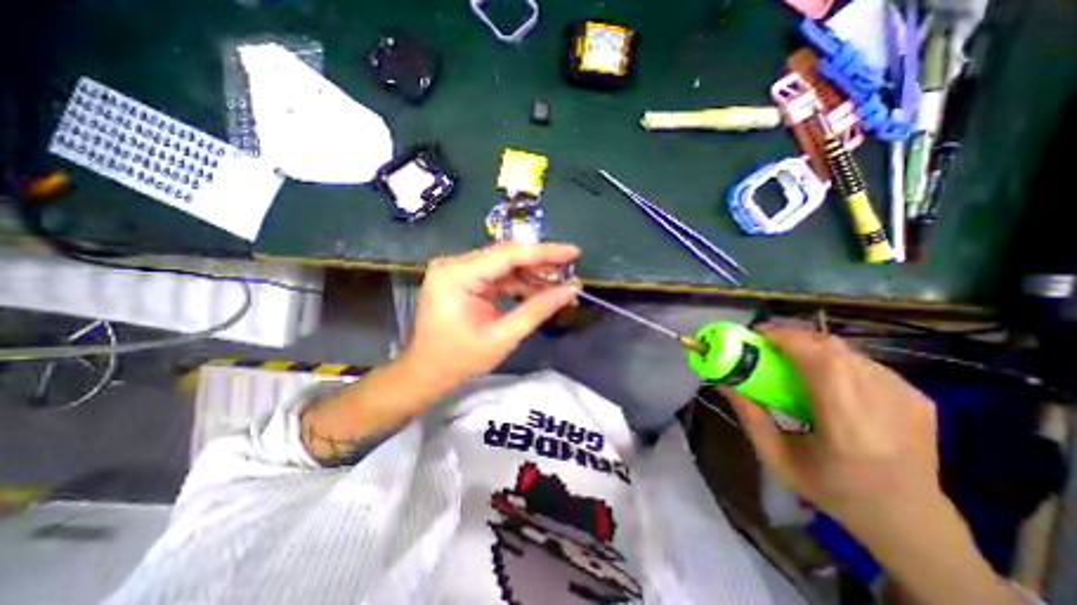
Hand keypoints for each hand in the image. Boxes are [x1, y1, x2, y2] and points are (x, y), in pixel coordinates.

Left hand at [400, 242, 580, 386]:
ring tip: (561, 286)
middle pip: (507, 257)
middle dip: (541, 265)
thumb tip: (571, 290)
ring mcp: (457, 271)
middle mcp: (454, 265)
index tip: (574, 252)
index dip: (544, 252)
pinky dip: (519, 284)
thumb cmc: (460, 360)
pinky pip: (497, 276)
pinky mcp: (463, 279)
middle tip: (571, 271)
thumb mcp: (503, 337)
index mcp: (456, 275)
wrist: (427, 373)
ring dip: (532, 276)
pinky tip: (540, 291)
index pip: (508, 255)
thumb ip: (537, 309)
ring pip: (504, 266)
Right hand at [724, 323, 943, 531]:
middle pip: (831, 347)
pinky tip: (829, 382)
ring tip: (794, 363)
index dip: (786, 337)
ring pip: (847, 351)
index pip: (819, 360)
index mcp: (847, 423)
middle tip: (768, 346)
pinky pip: (864, 362)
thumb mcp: (776, 457)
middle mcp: (883, 402)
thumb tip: (724, 381)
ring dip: (813, 348)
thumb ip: (749, 415)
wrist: (912, 521)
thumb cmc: (833, 490)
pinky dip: (836, 361)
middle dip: (793, 338)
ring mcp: (907, 396)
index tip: (756, 334)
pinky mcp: (918, 396)